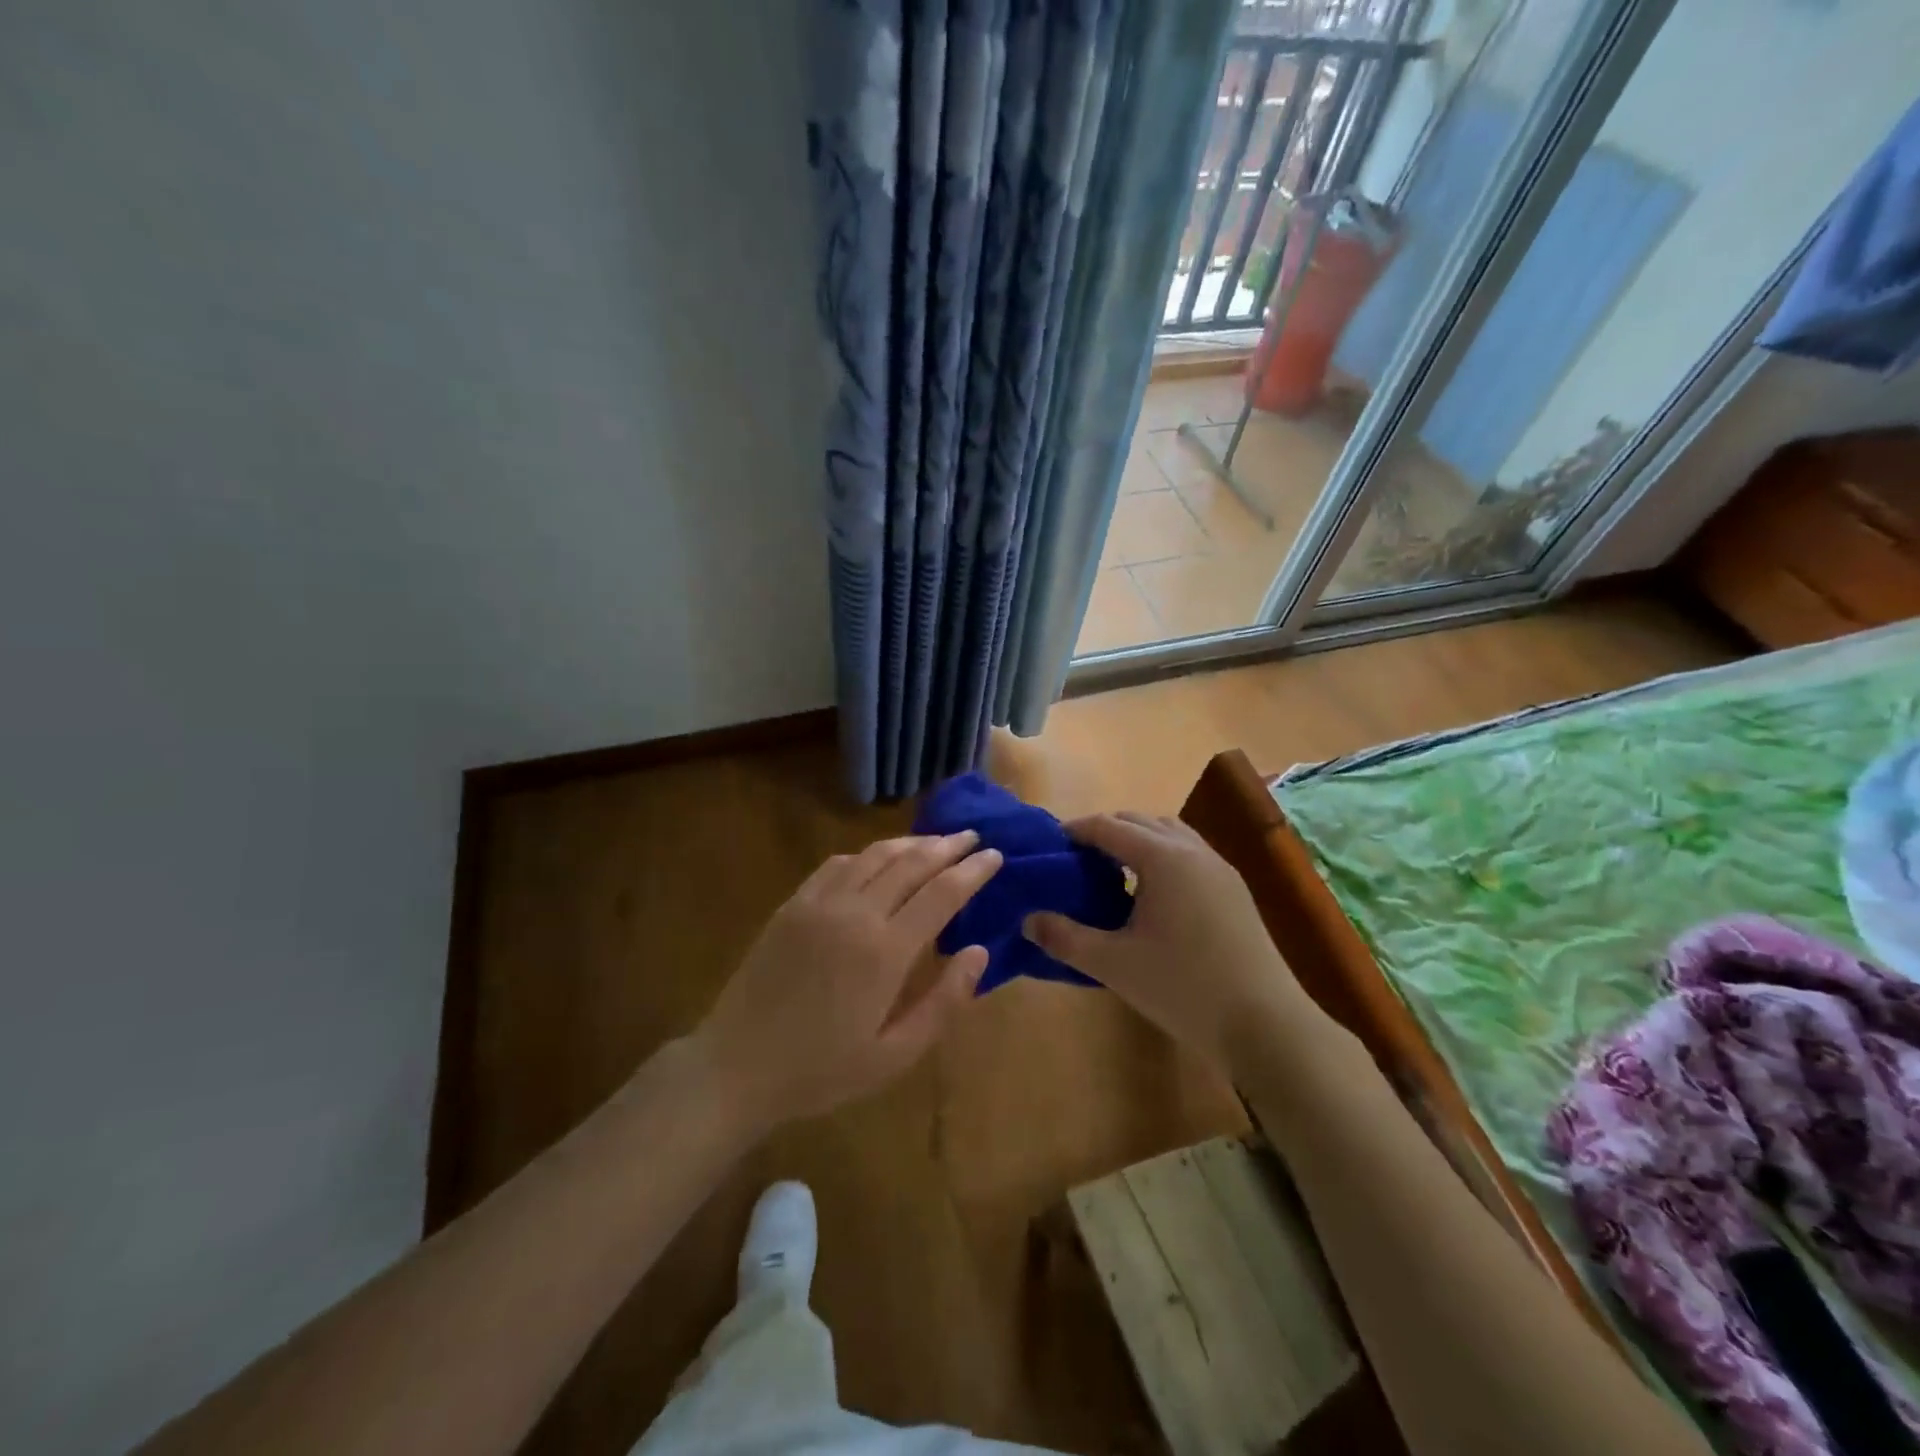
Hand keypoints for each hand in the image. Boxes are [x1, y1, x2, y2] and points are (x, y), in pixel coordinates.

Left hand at [693, 831, 1001, 1131]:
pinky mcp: (793, 905)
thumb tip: (980, 952)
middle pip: (911, 863)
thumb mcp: (895, 1055)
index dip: (973, 871)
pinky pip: (836, 864)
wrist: (737, 1066)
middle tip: (973, 837)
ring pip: (874, 856)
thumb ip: (943, 1002)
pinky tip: (876, 858)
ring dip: (910, 843)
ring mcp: (819, 903)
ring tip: (935, 840)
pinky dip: (866, 855)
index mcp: (886, 951)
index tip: (995, 855)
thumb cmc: (822, 1070)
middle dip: (947, 846)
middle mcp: (856, 913)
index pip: (942, 893)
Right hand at [1025, 813, 1308, 1072]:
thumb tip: (1027, 921)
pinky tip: (1153, 893)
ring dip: (1139, 840)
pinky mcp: (1235, 889)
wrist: (1265, 1023)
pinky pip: (1190, 853)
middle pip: (1141, 820)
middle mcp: (1192, 850)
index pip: (1109, 827)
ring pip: (1170, 833)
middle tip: (1078, 858)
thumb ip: (1065, 938)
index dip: (1077, 830)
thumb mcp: (1113, 964)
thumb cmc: (1182, 987)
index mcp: (1162, 857)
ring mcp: (1219, 868)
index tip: (1052, 843)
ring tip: (1114, 869)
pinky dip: (1163, 855)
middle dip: (1107, 830)